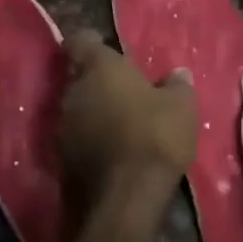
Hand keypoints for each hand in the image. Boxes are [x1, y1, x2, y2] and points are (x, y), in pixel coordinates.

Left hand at [59, 30, 196, 226]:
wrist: (124, 200)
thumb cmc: (154, 137)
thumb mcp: (181, 107)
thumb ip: (177, 85)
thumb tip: (177, 74)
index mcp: (99, 68)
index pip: (80, 41)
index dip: (90, 42)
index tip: (105, 46)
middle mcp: (73, 91)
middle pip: (78, 77)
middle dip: (96, 81)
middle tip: (123, 90)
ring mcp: (62, 128)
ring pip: (76, 109)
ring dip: (92, 112)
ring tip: (119, 123)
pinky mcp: (61, 161)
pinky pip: (76, 139)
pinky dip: (90, 140)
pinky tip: (112, 151)